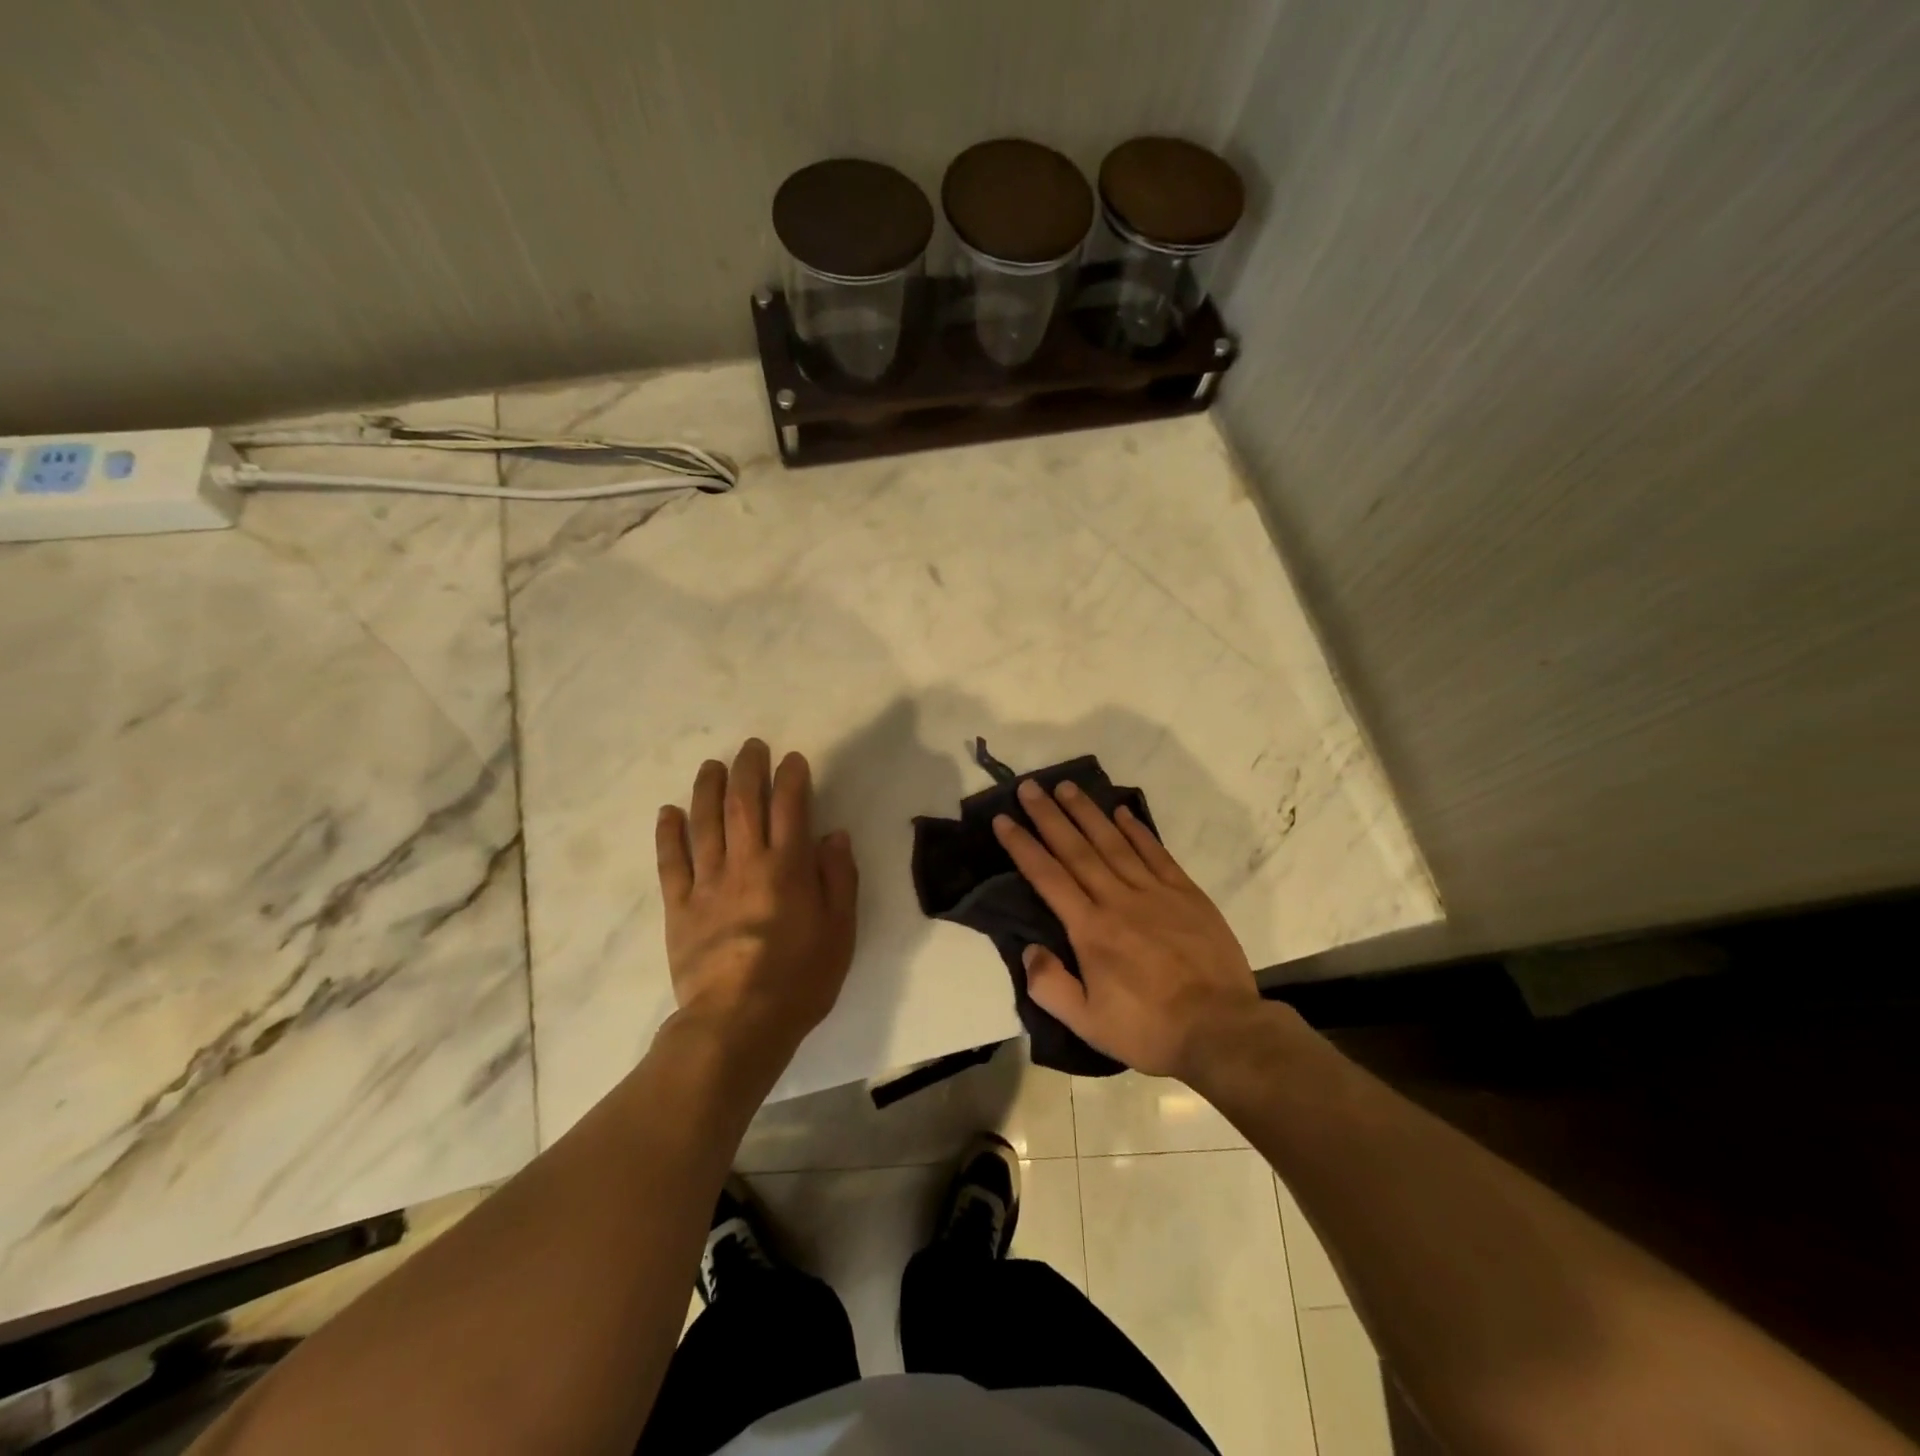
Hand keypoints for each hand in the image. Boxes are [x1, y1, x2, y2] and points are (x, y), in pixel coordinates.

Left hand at [655, 739, 858, 1065]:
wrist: (738, 1023)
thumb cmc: (800, 979)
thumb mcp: (840, 930)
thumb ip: (838, 878)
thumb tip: (833, 834)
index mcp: (787, 868)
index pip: (790, 807)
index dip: (791, 778)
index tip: (792, 759)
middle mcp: (746, 864)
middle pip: (744, 804)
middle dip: (748, 770)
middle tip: (751, 747)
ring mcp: (707, 883)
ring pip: (705, 823)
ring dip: (708, 789)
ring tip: (712, 765)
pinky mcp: (679, 907)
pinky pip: (671, 862)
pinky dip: (669, 834)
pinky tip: (669, 812)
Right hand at [994, 779, 1259, 1078]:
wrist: (1222, 1030)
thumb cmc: (1149, 1030)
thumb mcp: (1087, 1024)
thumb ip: (1050, 986)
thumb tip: (1029, 949)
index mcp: (1091, 930)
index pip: (1048, 877)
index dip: (1023, 846)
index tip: (1004, 819)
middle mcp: (1118, 900)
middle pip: (1077, 849)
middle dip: (1049, 816)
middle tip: (1030, 786)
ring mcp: (1156, 893)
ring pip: (1114, 842)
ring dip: (1088, 812)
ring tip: (1067, 786)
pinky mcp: (1187, 894)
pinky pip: (1156, 853)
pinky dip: (1137, 830)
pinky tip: (1122, 812)